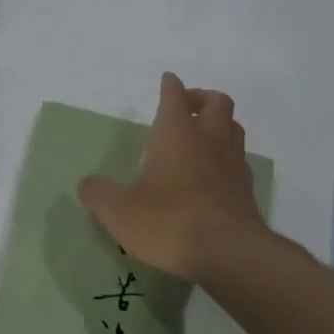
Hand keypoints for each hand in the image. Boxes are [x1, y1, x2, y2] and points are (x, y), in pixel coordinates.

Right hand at [77, 72, 266, 281]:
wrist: (230, 254)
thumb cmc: (170, 222)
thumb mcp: (120, 212)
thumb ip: (99, 194)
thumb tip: (87, 184)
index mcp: (176, 133)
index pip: (174, 96)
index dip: (170, 86)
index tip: (167, 79)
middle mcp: (209, 139)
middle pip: (216, 102)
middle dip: (201, 98)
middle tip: (186, 107)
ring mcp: (233, 163)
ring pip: (233, 127)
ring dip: (219, 124)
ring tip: (202, 136)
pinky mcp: (247, 190)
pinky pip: (239, 159)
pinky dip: (227, 157)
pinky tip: (214, 174)